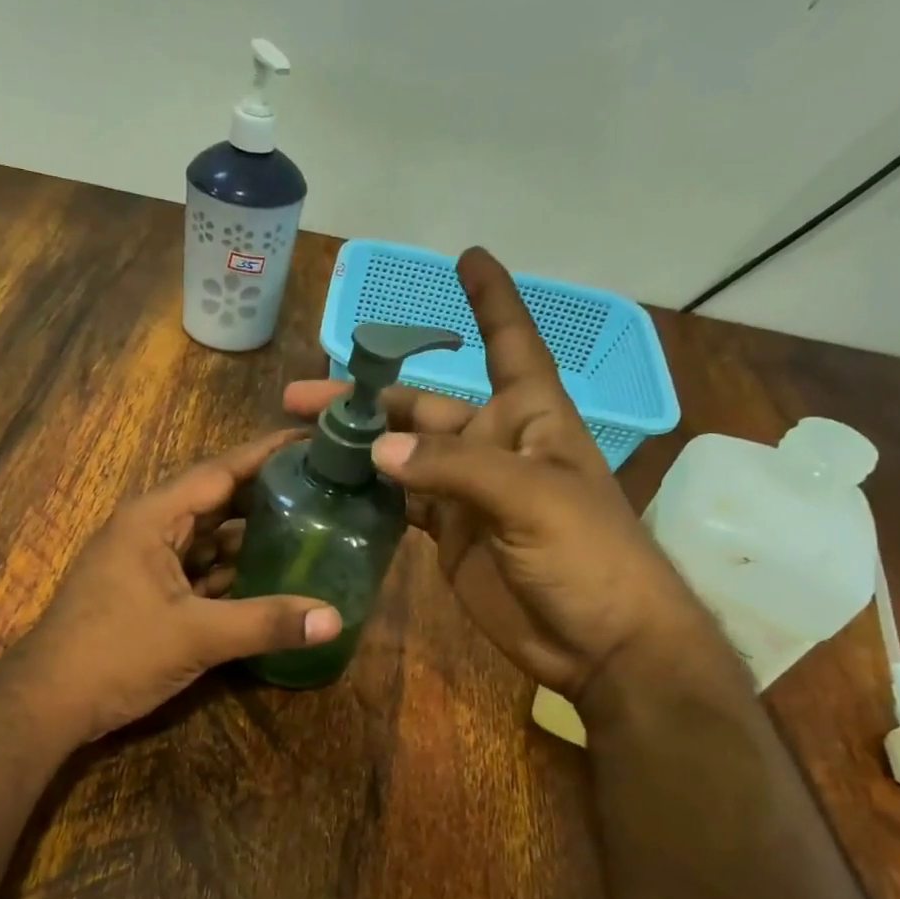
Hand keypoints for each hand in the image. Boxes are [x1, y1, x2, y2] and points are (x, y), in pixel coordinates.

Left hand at [8, 432, 342, 741]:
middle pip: (218, 502)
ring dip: (251, 538)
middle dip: (267, 496)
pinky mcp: (148, 595)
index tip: (314, 440)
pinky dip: (231, 573)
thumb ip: (265, 623)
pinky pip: (198, 572)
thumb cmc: (115, 653)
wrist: (48, 703)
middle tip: (326, 490)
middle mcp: (149, 530)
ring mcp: (146, 563)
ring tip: (310, 529)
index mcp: (154, 518)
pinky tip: (270, 578)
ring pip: (208, 540)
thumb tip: (334, 618)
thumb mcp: (195, 636)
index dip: (268, 455)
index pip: (221, 471)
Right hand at [284, 247, 714, 703]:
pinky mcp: (445, 535)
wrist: (598, 641)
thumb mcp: (532, 498)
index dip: (491, 299)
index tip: (467, 257)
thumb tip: (376, 448)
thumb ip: (454, 467)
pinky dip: (367, 491)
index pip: (509, 342)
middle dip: (367, 396)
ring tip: (301, 440)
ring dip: (357, 444)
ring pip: (401, 453)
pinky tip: (329, 486)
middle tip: (301, 398)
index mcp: (529, 417)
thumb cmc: (589, 555)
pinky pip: (398, 501)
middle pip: (422, 405)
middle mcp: (492, 445)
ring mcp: (465, 493)